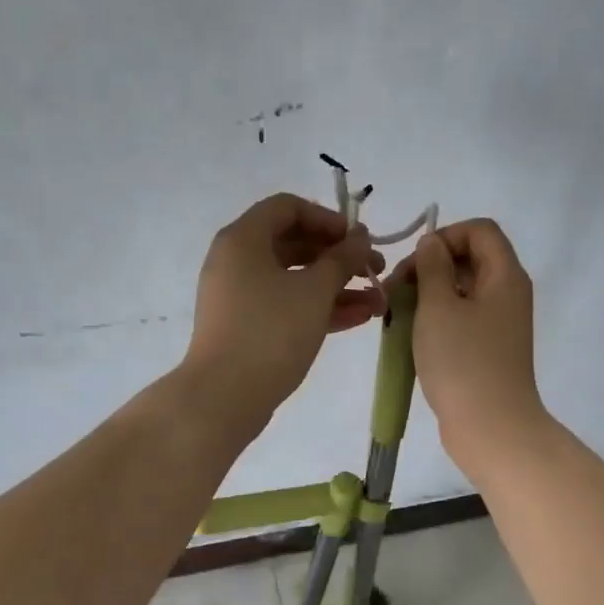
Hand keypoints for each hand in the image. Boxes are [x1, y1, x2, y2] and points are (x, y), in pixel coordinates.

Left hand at [184, 193, 384, 423]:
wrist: (225, 396)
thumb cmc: (271, 332)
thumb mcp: (315, 291)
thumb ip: (342, 259)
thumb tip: (360, 238)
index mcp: (244, 239)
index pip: (288, 208)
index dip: (328, 219)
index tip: (360, 240)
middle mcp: (236, 262)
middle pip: (294, 244)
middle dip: (339, 257)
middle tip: (376, 271)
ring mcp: (240, 297)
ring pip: (294, 280)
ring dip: (337, 288)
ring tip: (379, 303)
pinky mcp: (246, 328)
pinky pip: (286, 306)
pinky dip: (319, 309)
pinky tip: (358, 320)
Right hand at [406, 218, 551, 477]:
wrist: (491, 428)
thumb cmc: (463, 362)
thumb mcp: (439, 307)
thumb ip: (432, 268)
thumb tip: (432, 244)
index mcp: (505, 276)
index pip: (480, 230)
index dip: (445, 236)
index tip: (414, 263)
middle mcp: (508, 295)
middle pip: (470, 259)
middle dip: (429, 267)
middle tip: (394, 291)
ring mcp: (499, 325)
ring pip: (461, 292)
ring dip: (427, 296)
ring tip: (395, 316)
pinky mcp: (488, 350)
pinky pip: (461, 321)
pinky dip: (436, 321)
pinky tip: (410, 338)